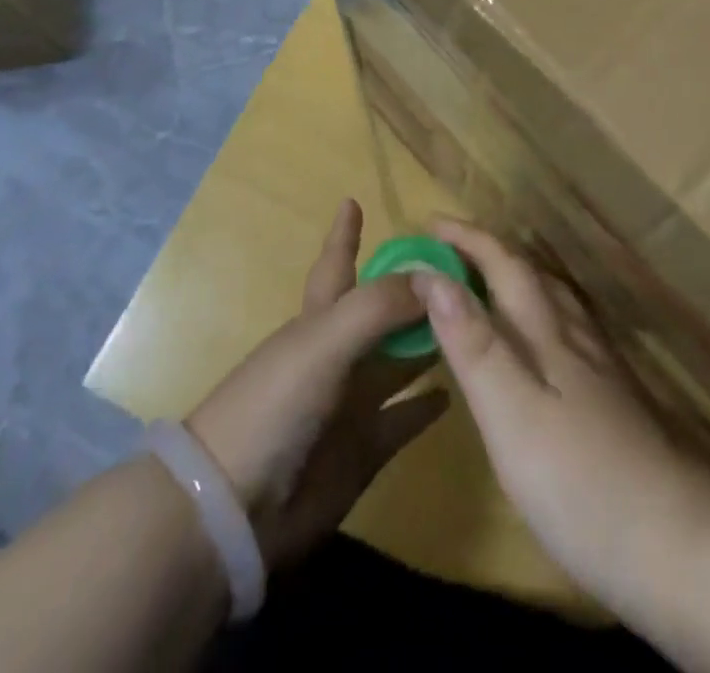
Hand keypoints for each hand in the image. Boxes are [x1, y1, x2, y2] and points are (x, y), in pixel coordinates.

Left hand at [186, 201, 448, 568]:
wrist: (233, 509)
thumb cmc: (273, 405)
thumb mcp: (324, 341)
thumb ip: (378, 306)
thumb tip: (436, 278)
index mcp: (320, 320)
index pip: (338, 263)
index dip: (345, 234)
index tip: (354, 200)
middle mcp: (339, 354)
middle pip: (384, 311)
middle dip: (416, 290)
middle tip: (464, 268)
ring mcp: (352, 402)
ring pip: (401, 361)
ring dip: (432, 342)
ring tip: (476, 322)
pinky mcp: (364, 450)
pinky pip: (405, 419)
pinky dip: (428, 405)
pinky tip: (460, 390)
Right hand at [408, 220, 707, 605]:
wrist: (681, 545)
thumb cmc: (580, 481)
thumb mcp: (511, 413)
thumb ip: (473, 343)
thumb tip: (431, 275)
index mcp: (547, 334)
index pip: (504, 266)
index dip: (468, 240)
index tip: (431, 222)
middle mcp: (577, 338)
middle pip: (534, 276)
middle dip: (491, 253)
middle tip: (452, 249)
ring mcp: (603, 370)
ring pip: (557, 302)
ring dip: (520, 280)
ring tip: (493, 284)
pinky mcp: (618, 402)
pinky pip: (571, 333)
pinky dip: (544, 318)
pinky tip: (546, 346)